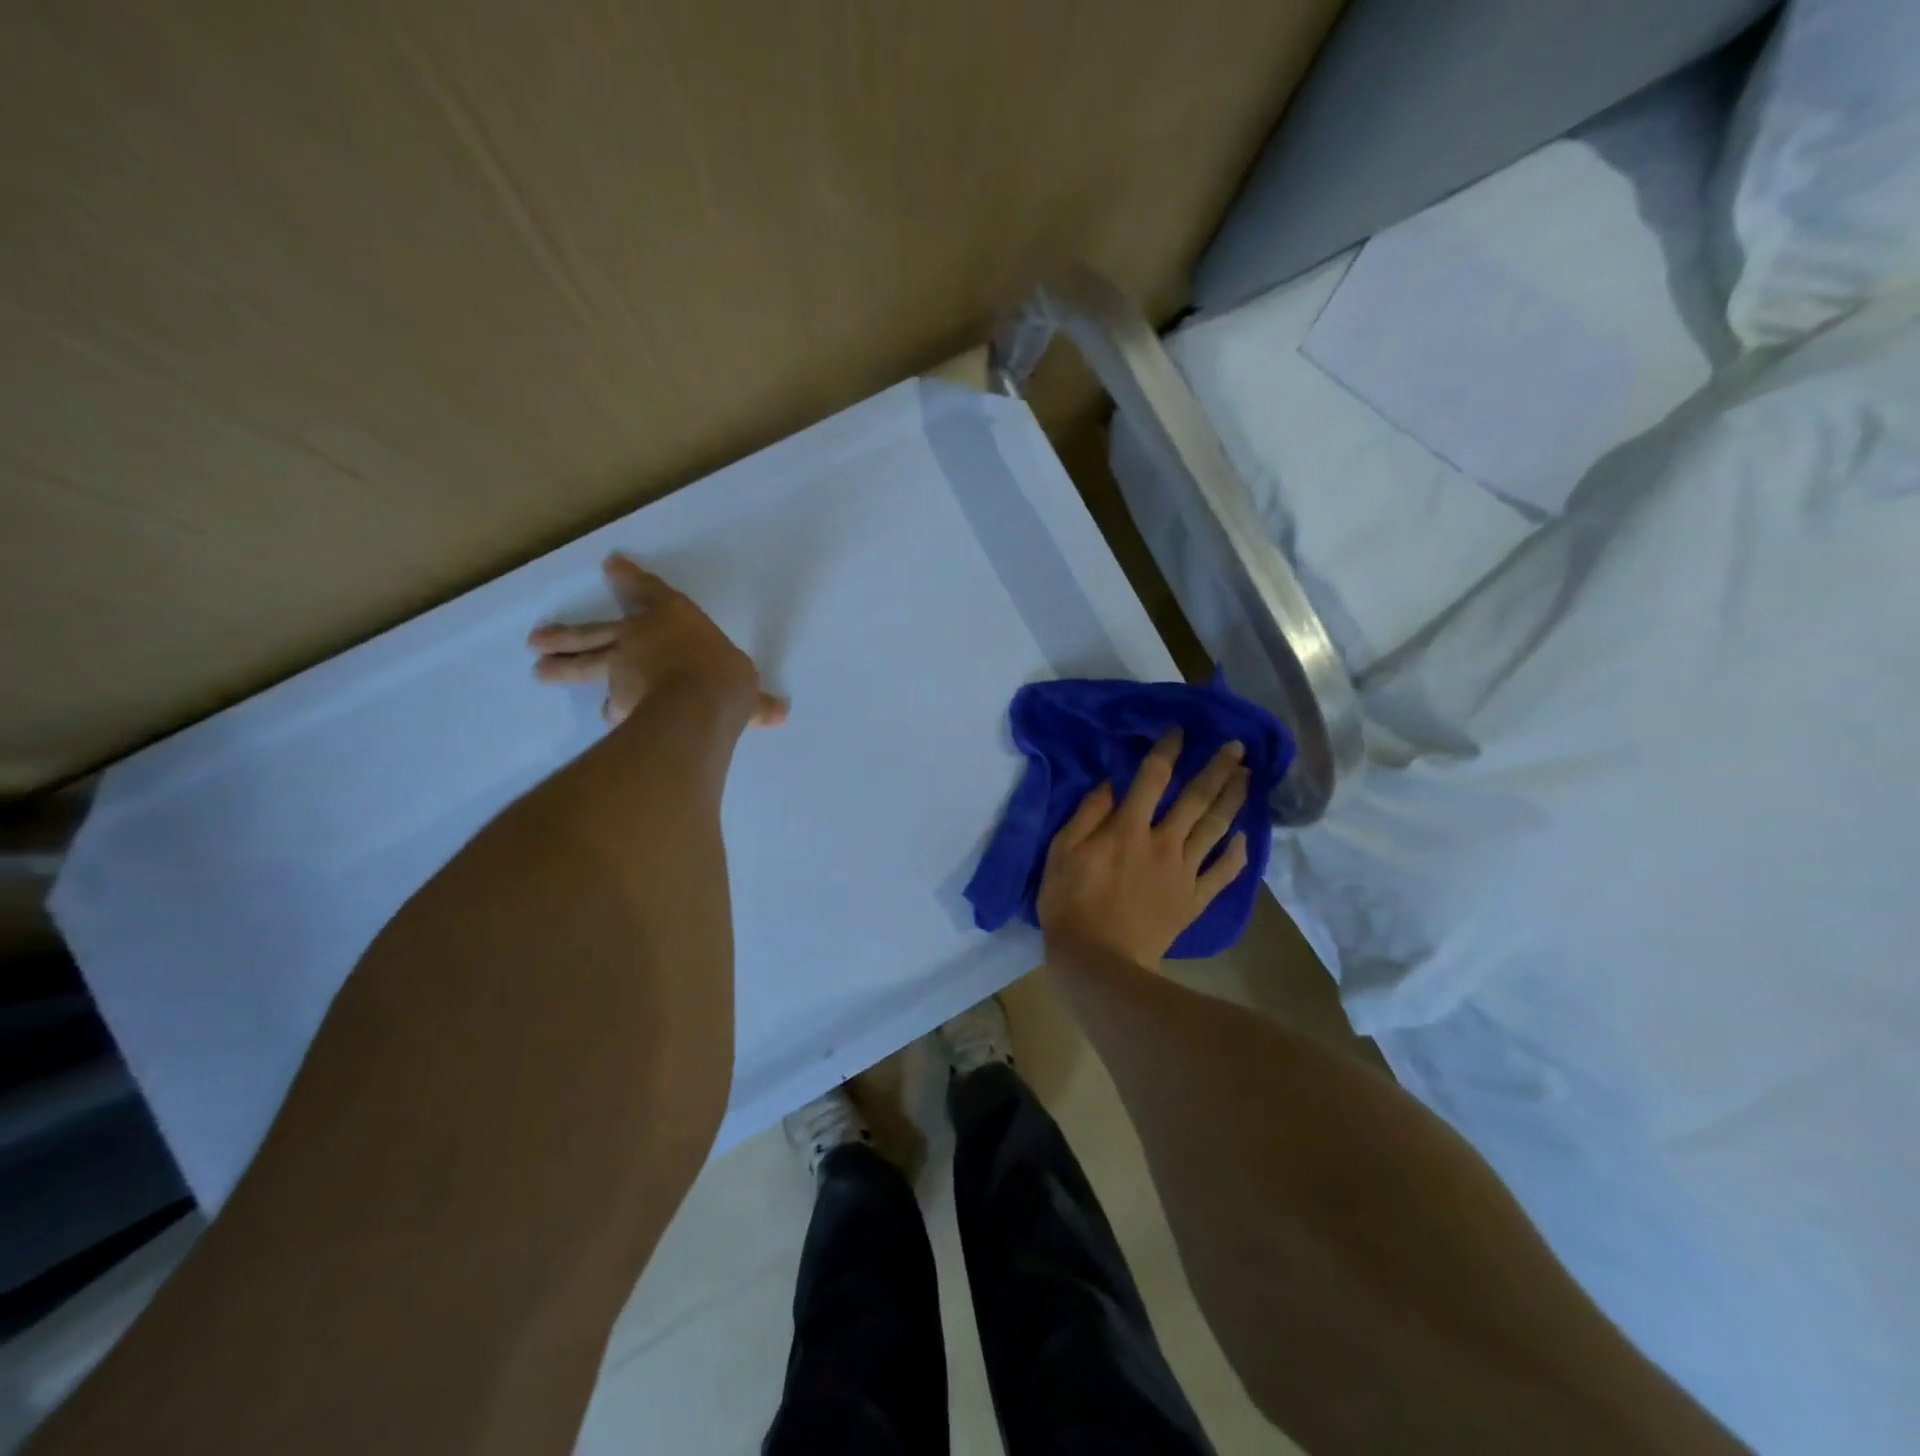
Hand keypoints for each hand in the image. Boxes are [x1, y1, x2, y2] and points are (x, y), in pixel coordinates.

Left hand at [527, 554, 788, 727]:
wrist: (697, 704)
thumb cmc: (723, 676)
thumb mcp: (746, 686)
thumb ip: (756, 702)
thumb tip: (780, 712)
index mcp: (671, 620)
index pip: (649, 594)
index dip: (631, 580)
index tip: (611, 566)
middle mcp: (640, 640)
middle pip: (595, 633)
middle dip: (568, 634)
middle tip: (536, 640)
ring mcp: (623, 671)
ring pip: (588, 665)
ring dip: (565, 666)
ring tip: (541, 671)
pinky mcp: (620, 702)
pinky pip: (613, 705)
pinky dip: (612, 711)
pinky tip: (606, 718)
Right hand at [1037, 731, 1249, 964]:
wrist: (1098, 961)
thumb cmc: (1070, 903)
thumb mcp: (1062, 852)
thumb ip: (1087, 815)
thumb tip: (1110, 784)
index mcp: (1128, 828)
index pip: (1153, 778)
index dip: (1167, 751)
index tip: (1180, 732)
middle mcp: (1163, 842)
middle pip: (1196, 799)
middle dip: (1218, 769)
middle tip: (1238, 747)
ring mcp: (1183, 872)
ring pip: (1215, 829)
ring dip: (1233, 800)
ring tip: (1248, 778)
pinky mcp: (1193, 900)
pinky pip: (1222, 874)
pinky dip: (1237, 856)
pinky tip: (1244, 838)